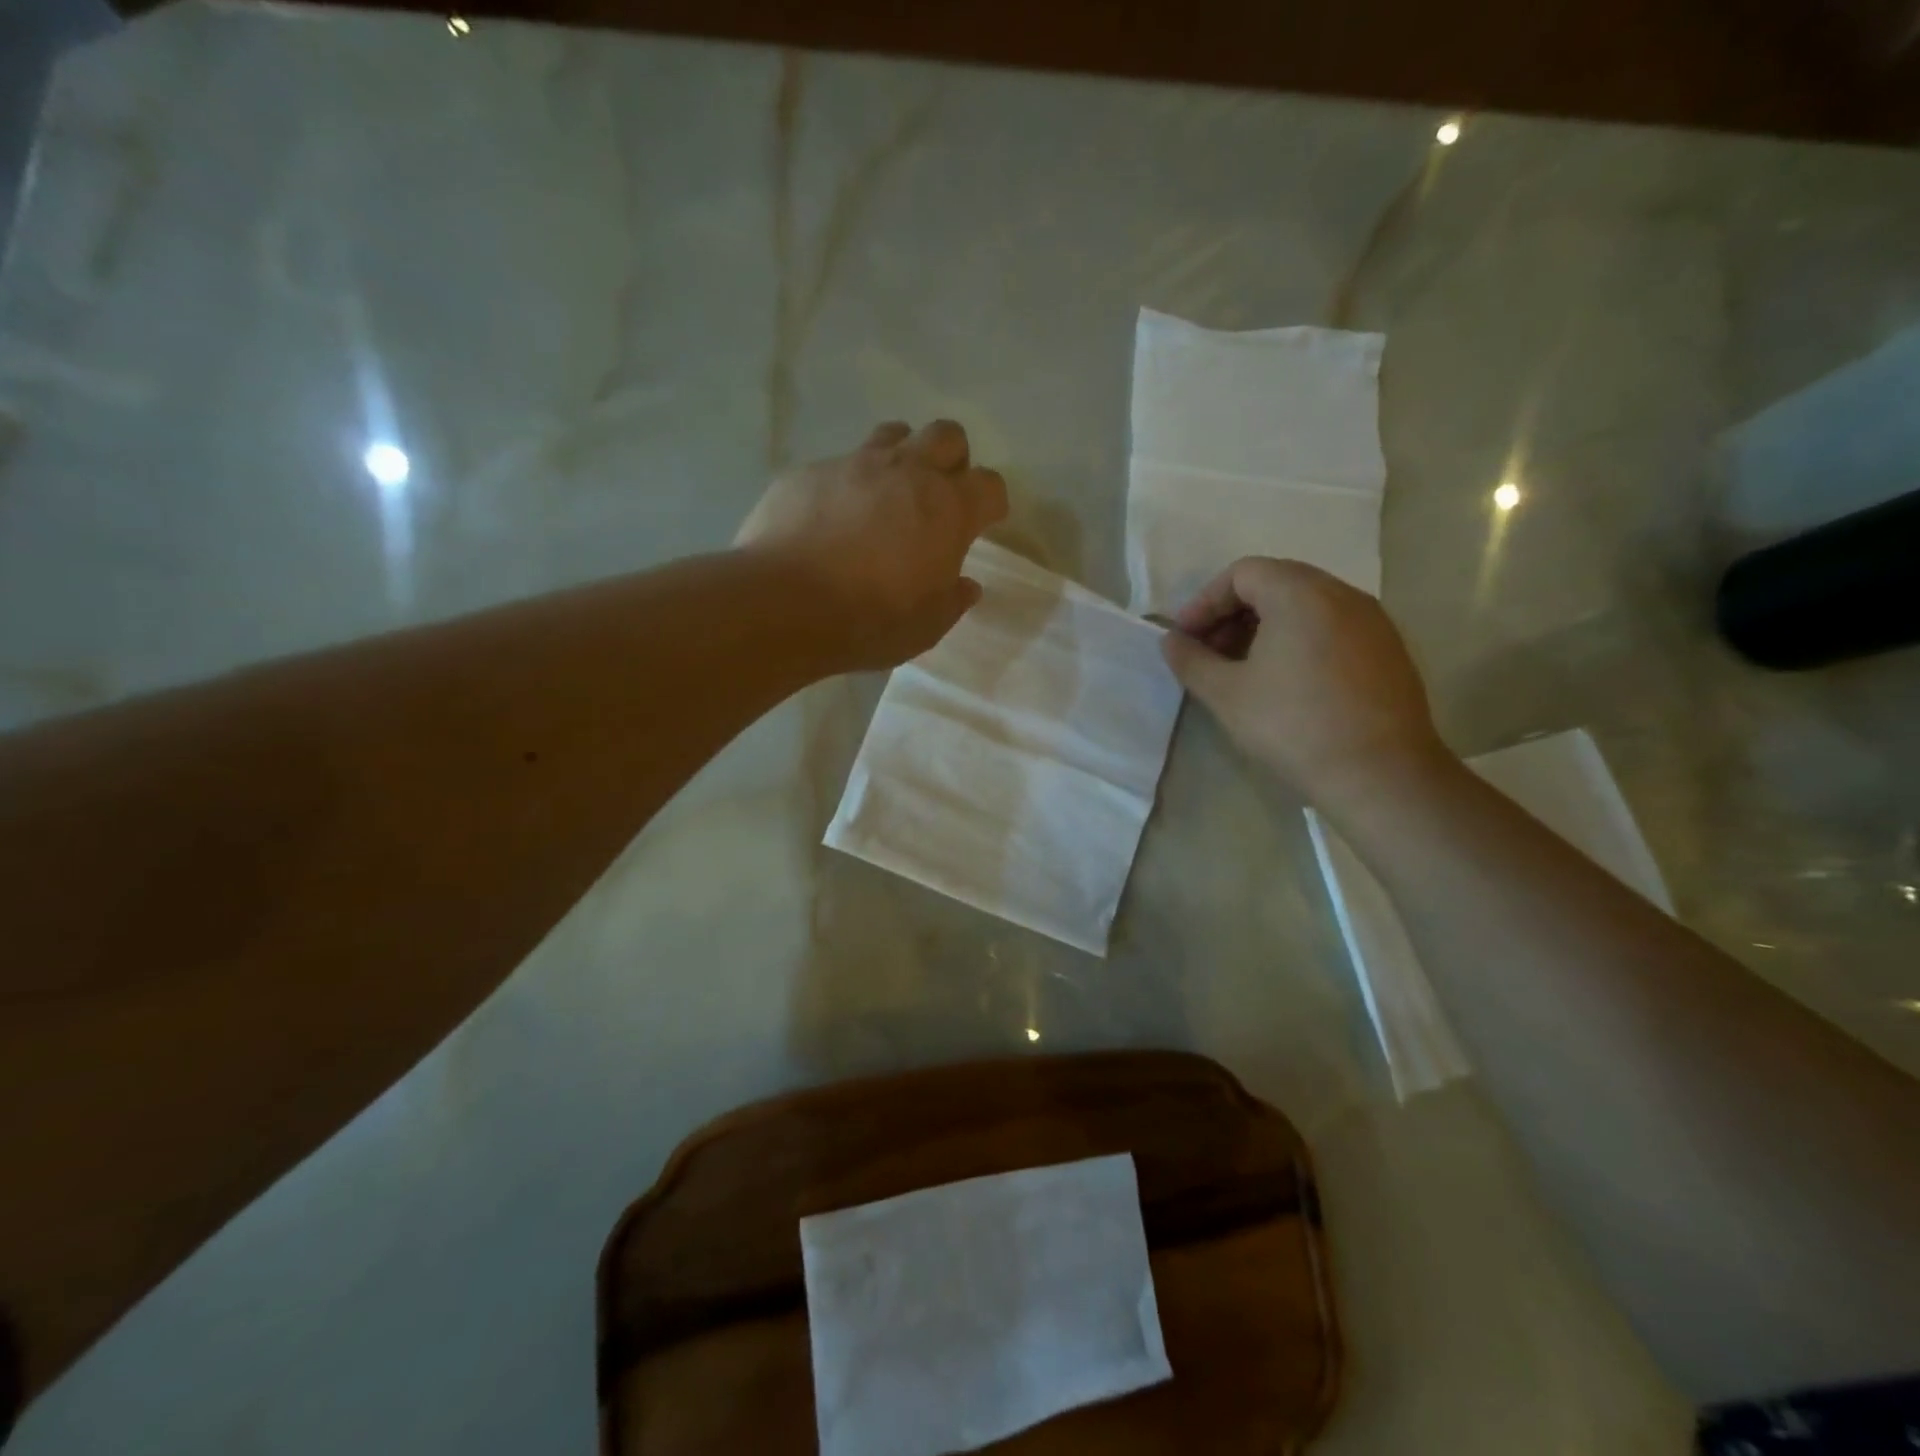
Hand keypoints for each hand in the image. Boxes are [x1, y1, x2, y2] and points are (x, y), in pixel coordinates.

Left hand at [736, 420, 1008, 669]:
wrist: (786, 603)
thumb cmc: (872, 619)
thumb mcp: (927, 626)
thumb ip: (952, 600)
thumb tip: (966, 586)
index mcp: (949, 508)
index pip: (990, 485)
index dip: (990, 503)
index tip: (983, 523)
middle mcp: (908, 472)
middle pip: (947, 435)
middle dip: (951, 460)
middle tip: (937, 498)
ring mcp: (856, 464)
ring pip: (893, 434)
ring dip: (900, 457)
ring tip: (887, 496)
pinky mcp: (810, 471)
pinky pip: (839, 464)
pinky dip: (847, 485)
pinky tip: (831, 518)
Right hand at [1161, 558, 1449, 806]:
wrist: (1381, 774)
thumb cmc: (1293, 725)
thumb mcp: (1226, 694)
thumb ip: (1191, 660)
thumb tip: (1171, 641)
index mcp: (1300, 594)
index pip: (1242, 573)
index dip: (1204, 602)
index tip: (1185, 638)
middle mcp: (1342, 594)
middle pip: (1275, 583)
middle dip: (1233, 613)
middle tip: (1209, 653)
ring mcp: (1372, 620)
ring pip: (1306, 605)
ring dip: (1265, 627)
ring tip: (1243, 669)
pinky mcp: (1388, 649)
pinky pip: (1332, 627)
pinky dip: (1299, 640)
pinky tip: (1286, 682)